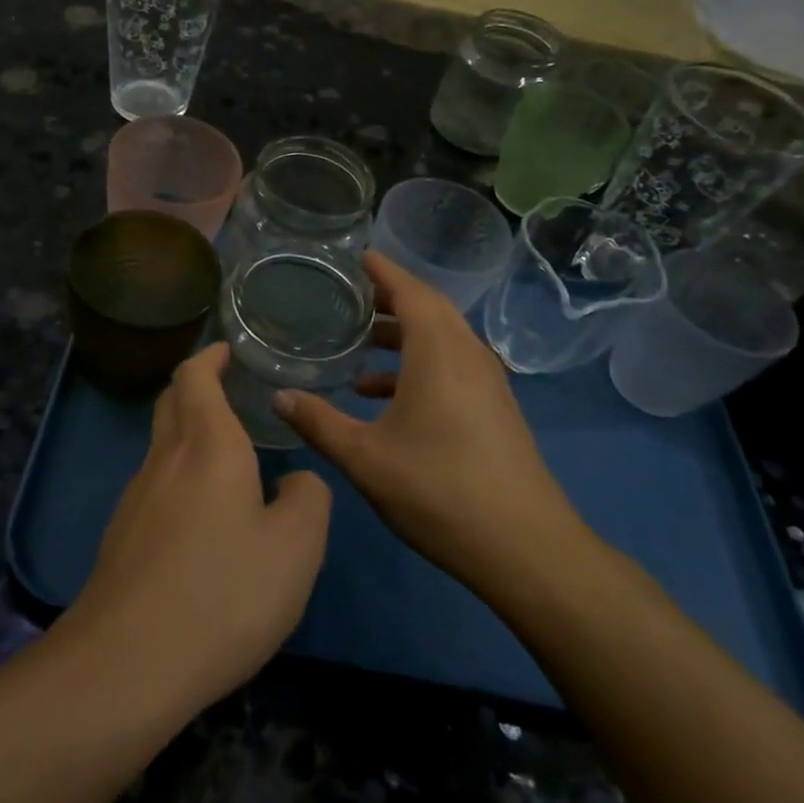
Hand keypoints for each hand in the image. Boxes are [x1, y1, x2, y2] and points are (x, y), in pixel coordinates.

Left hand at [68, 343, 331, 715]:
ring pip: (161, 444)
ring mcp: (136, 498)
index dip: (210, 356)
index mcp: (207, 446)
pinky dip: (178, 474)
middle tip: (230, 389)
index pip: (195, 376)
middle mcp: (165, 459)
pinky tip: (202, 515)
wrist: (128, 663)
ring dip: (188, 431)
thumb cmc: (223, 592)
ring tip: (226, 452)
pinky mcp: (123, 536)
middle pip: (171, 401)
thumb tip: (295, 482)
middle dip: (196, 385)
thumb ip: (308, 499)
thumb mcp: (296, 548)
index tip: (228, 350)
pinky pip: (154, 484)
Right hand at [272, 251, 594, 600]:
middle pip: (429, 308)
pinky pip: (452, 366)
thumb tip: (279, 396)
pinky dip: (419, 365)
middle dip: (390, 297)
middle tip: (350, 295)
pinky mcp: (495, 408)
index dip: (382, 270)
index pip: (410, 291)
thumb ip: (318, 422)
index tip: (355, 255)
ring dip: (404, 334)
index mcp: (439, 352)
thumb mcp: (365, 457)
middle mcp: (468, 355)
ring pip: (442, 338)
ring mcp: (488, 382)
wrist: (524, 547)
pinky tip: (384, 396)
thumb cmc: (438, 490)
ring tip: (361, 344)